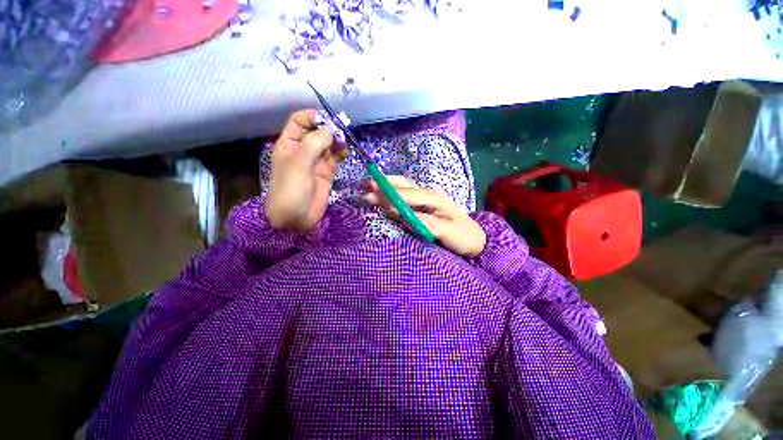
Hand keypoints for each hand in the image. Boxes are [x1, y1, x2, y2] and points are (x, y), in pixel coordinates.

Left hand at [266, 110, 343, 232]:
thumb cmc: (291, 190)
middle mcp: (303, 149)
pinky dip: (341, 152)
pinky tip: (345, 152)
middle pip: (317, 131)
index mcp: (289, 144)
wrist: (296, 218)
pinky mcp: (327, 172)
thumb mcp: (299, 164)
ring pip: (328, 144)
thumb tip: (331, 128)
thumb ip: (315, 144)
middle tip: (343, 131)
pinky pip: (335, 157)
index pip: (300, 121)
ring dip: (337, 140)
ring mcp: (316, 161)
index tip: (329, 121)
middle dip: (329, 128)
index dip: (313, 117)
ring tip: (345, 142)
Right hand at [362, 176, 486, 256]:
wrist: (474, 237)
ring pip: (401, 185)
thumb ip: (427, 223)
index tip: (375, 202)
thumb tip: (401, 216)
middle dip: (382, 185)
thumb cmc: (463, 236)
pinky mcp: (421, 203)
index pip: (409, 195)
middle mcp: (427, 193)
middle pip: (402, 185)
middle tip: (362, 187)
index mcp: (434, 198)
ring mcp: (424, 197)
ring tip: (365, 185)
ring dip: (383, 185)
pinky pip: (403, 193)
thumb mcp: (449, 232)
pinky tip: (380, 193)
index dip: (392, 198)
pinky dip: (389, 191)